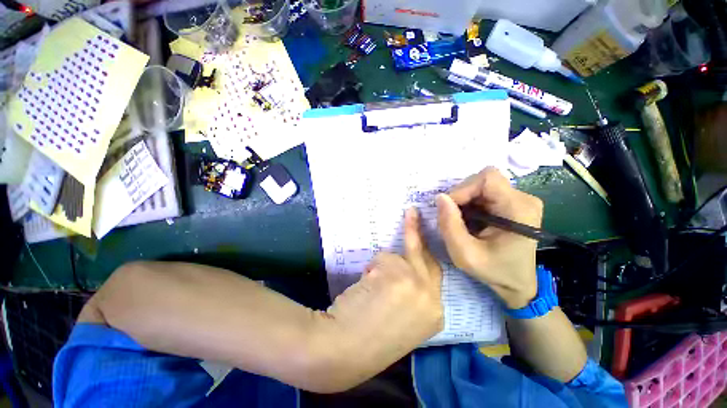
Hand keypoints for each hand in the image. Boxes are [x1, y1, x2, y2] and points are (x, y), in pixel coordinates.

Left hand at [313, 208, 442, 389]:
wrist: (343, 350)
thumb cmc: (368, 336)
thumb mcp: (401, 317)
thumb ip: (410, 295)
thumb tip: (401, 272)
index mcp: (435, 313)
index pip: (433, 274)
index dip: (425, 255)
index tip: (420, 239)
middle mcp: (432, 299)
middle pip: (425, 256)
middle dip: (417, 231)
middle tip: (412, 212)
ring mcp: (418, 286)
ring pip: (398, 257)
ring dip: (380, 268)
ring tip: (367, 287)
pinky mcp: (400, 275)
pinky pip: (382, 259)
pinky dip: (371, 269)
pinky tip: (363, 288)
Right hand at [436, 167, 542, 308]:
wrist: (517, 283)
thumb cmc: (494, 271)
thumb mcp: (465, 254)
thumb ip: (449, 225)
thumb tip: (439, 197)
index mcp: (518, 209)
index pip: (487, 178)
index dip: (463, 189)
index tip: (449, 209)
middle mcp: (523, 198)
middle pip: (482, 180)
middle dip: (461, 197)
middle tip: (453, 218)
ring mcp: (519, 199)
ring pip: (480, 186)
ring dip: (464, 201)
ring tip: (461, 222)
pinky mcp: (512, 202)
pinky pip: (483, 193)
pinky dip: (469, 204)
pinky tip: (469, 221)